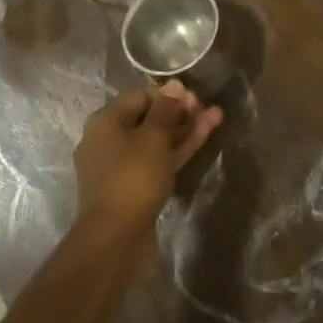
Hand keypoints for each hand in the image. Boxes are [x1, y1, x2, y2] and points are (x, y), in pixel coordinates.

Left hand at [73, 81, 222, 236]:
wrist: (115, 237)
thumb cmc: (133, 179)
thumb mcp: (153, 138)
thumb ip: (166, 110)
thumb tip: (174, 85)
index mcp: (106, 121)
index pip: (140, 95)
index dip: (169, 94)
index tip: (196, 97)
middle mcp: (109, 139)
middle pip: (148, 117)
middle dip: (180, 111)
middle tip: (208, 109)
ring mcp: (121, 164)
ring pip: (156, 140)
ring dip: (184, 129)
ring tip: (216, 118)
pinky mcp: (134, 185)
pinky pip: (156, 159)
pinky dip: (177, 150)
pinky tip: (202, 139)